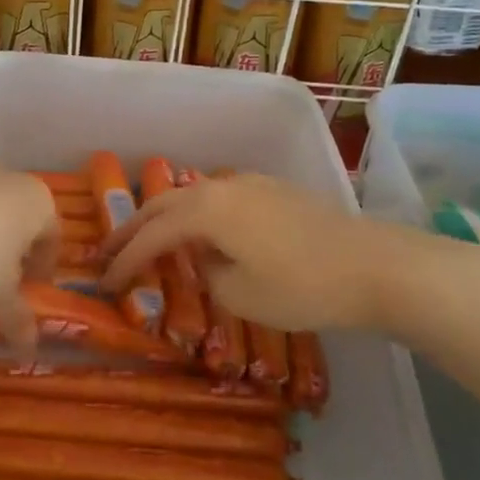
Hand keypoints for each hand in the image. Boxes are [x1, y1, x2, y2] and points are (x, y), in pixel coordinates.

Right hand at [99, 172, 416, 332]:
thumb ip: (207, 274)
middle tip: (107, 250)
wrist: (376, 266)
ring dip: (164, 217)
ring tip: (147, 238)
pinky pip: (218, 198)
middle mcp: (221, 187)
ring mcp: (250, 184)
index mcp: (205, 211)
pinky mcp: (274, 191)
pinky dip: (195, 214)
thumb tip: (203, 259)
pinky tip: (200, 231)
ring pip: (191, 196)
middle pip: (163, 204)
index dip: (124, 259)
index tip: (103, 280)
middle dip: (132, 228)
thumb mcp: (240, 294)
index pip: (151, 235)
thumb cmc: (302, 286)